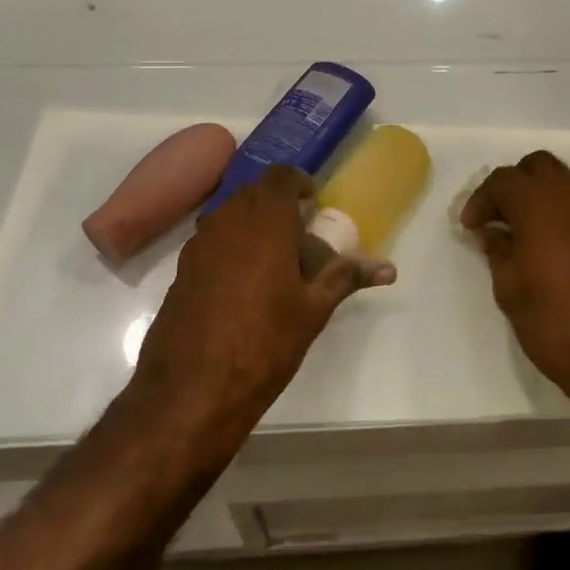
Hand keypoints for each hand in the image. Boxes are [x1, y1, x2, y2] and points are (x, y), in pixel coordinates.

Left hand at [132, 166, 394, 426]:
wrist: (191, 392)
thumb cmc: (264, 344)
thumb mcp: (313, 310)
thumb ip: (346, 277)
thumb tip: (389, 268)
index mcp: (264, 223)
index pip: (280, 177)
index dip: (298, 183)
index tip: (313, 202)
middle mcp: (227, 223)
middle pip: (253, 193)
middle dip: (277, 204)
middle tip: (300, 233)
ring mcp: (198, 246)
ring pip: (229, 216)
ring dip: (252, 224)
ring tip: (274, 260)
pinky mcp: (180, 271)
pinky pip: (211, 242)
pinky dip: (230, 247)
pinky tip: (243, 285)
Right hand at [462, 152, 569, 394]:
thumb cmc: (557, 322)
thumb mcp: (510, 290)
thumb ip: (499, 251)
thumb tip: (494, 233)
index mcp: (540, 202)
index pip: (503, 180)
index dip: (481, 200)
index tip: (470, 227)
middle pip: (539, 167)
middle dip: (514, 185)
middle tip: (498, 218)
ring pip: (566, 185)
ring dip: (542, 199)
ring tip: (525, 235)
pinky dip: (565, 217)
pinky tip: (556, 251)